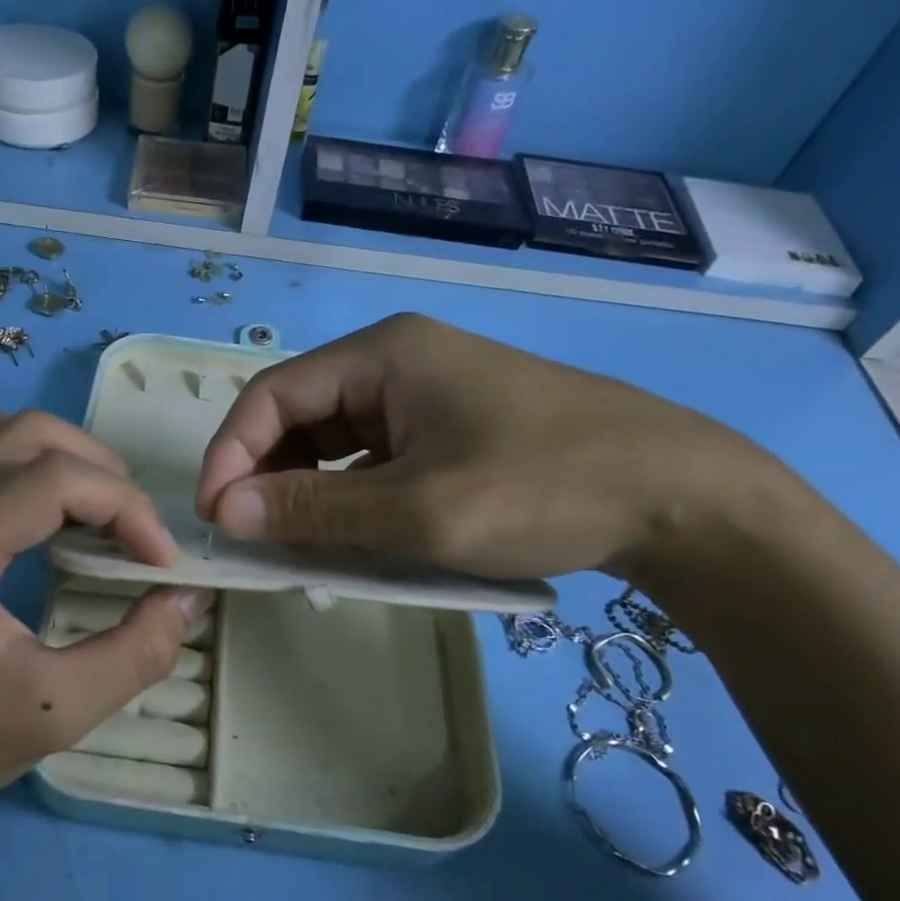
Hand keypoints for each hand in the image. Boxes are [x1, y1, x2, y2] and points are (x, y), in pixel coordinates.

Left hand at [0, 409, 210, 827]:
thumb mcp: (57, 711)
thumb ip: (136, 653)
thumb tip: (188, 597)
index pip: (55, 478)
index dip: (126, 506)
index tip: (163, 562)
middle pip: (30, 434)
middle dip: (100, 470)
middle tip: (134, 531)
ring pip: (1, 434)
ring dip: (62, 458)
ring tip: (99, 514)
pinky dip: (30, 470)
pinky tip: (53, 524)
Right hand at [195, 313, 780, 581]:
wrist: (684, 498)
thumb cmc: (543, 489)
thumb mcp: (417, 510)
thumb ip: (313, 511)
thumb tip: (225, 511)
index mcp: (382, 355)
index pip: (271, 395)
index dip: (230, 454)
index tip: (215, 517)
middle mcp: (395, 361)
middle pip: (298, 415)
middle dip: (266, 476)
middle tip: (253, 539)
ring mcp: (425, 394)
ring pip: (333, 440)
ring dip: (306, 491)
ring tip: (296, 546)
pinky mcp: (449, 428)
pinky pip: (372, 459)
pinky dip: (349, 497)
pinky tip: (351, 536)